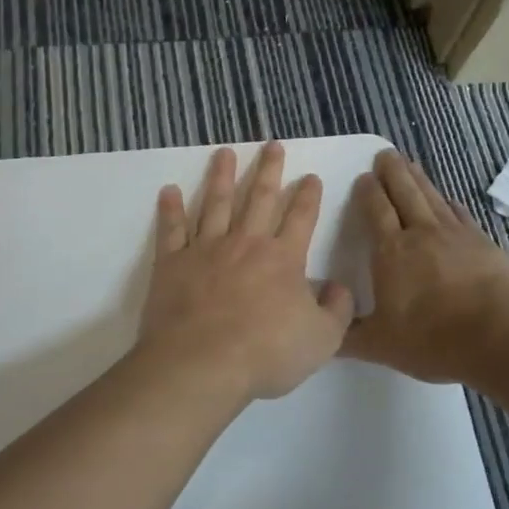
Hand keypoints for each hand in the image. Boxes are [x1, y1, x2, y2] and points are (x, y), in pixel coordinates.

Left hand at [137, 142, 355, 403]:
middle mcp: (246, 243)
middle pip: (260, 198)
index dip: (308, 196)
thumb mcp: (322, 340)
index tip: (310, 176)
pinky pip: (172, 230)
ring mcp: (206, 249)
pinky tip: (169, 191)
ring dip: (222, 176)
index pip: (301, 217)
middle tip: (272, 145)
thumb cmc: (266, 353)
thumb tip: (339, 287)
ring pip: (216, 203)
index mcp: (284, 258)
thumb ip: (337, 310)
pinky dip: (170, 209)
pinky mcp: (173, 263)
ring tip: (224, 152)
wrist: (203, 363)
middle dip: (269, 170)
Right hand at [342, 150, 508, 382]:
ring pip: (433, 197)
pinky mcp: (484, 243)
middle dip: (393, 172)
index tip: (364, 177)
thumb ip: (348, 337)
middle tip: (386, 154)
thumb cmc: (432, 338)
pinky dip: (451, 204)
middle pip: (404, 193)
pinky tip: (450, 200)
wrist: (500, 334)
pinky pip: (462, 215)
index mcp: (391, 252)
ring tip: (411, 163)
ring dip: (420, 179)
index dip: (369, 192)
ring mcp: (456, 235)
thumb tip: (322, 334)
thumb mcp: (380, 345)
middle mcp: (421, 234)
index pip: (376, 211)